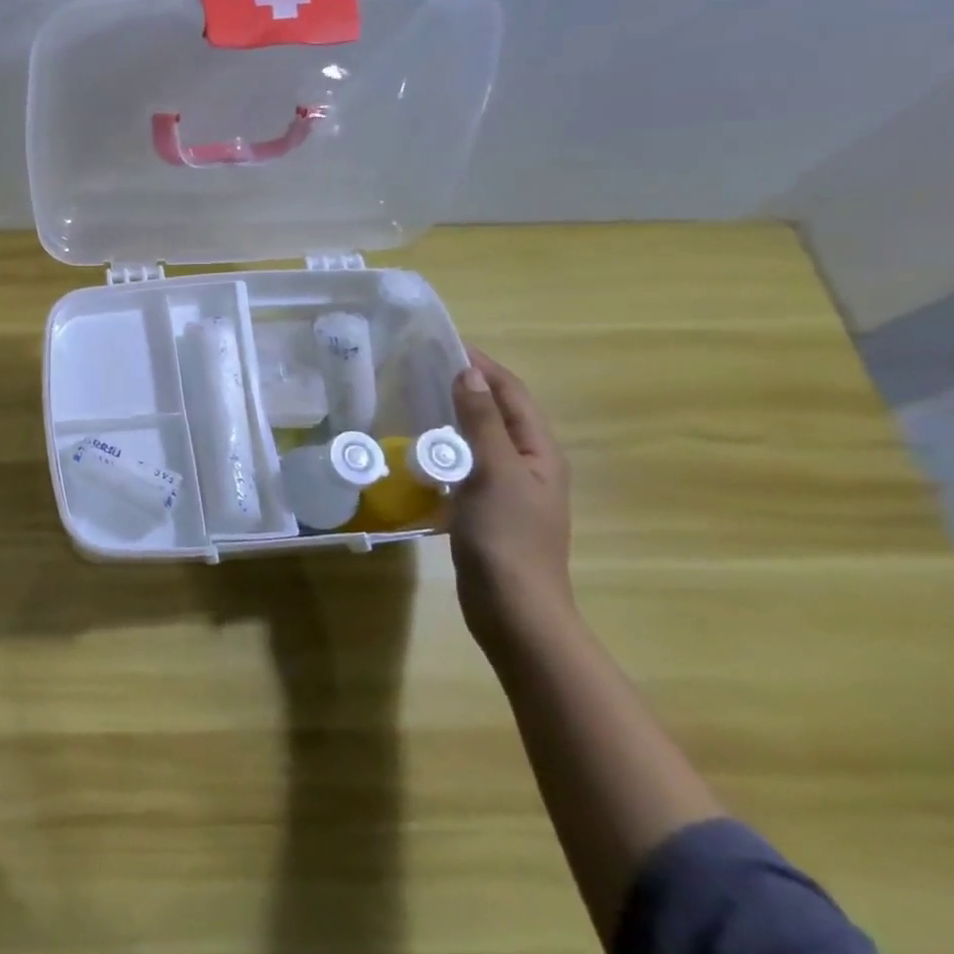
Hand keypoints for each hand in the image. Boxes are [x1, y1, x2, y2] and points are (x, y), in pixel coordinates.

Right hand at [448, 348, 573, 651]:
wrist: (513, 609)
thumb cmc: (507, 538)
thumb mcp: (493, 472)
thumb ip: (481, 422)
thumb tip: (468, 373)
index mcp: (539, 452)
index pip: (512, 393)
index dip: (482, 366)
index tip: (443, 344)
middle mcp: (528, 464)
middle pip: (498, 412)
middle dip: (466, 386)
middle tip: (419, 368)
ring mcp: (508, 489)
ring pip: (480, 438)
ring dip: (453, 416)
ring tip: (414, 400)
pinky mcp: (487, 509)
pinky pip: (466, 465)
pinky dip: (445, 449)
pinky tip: (418, 451)